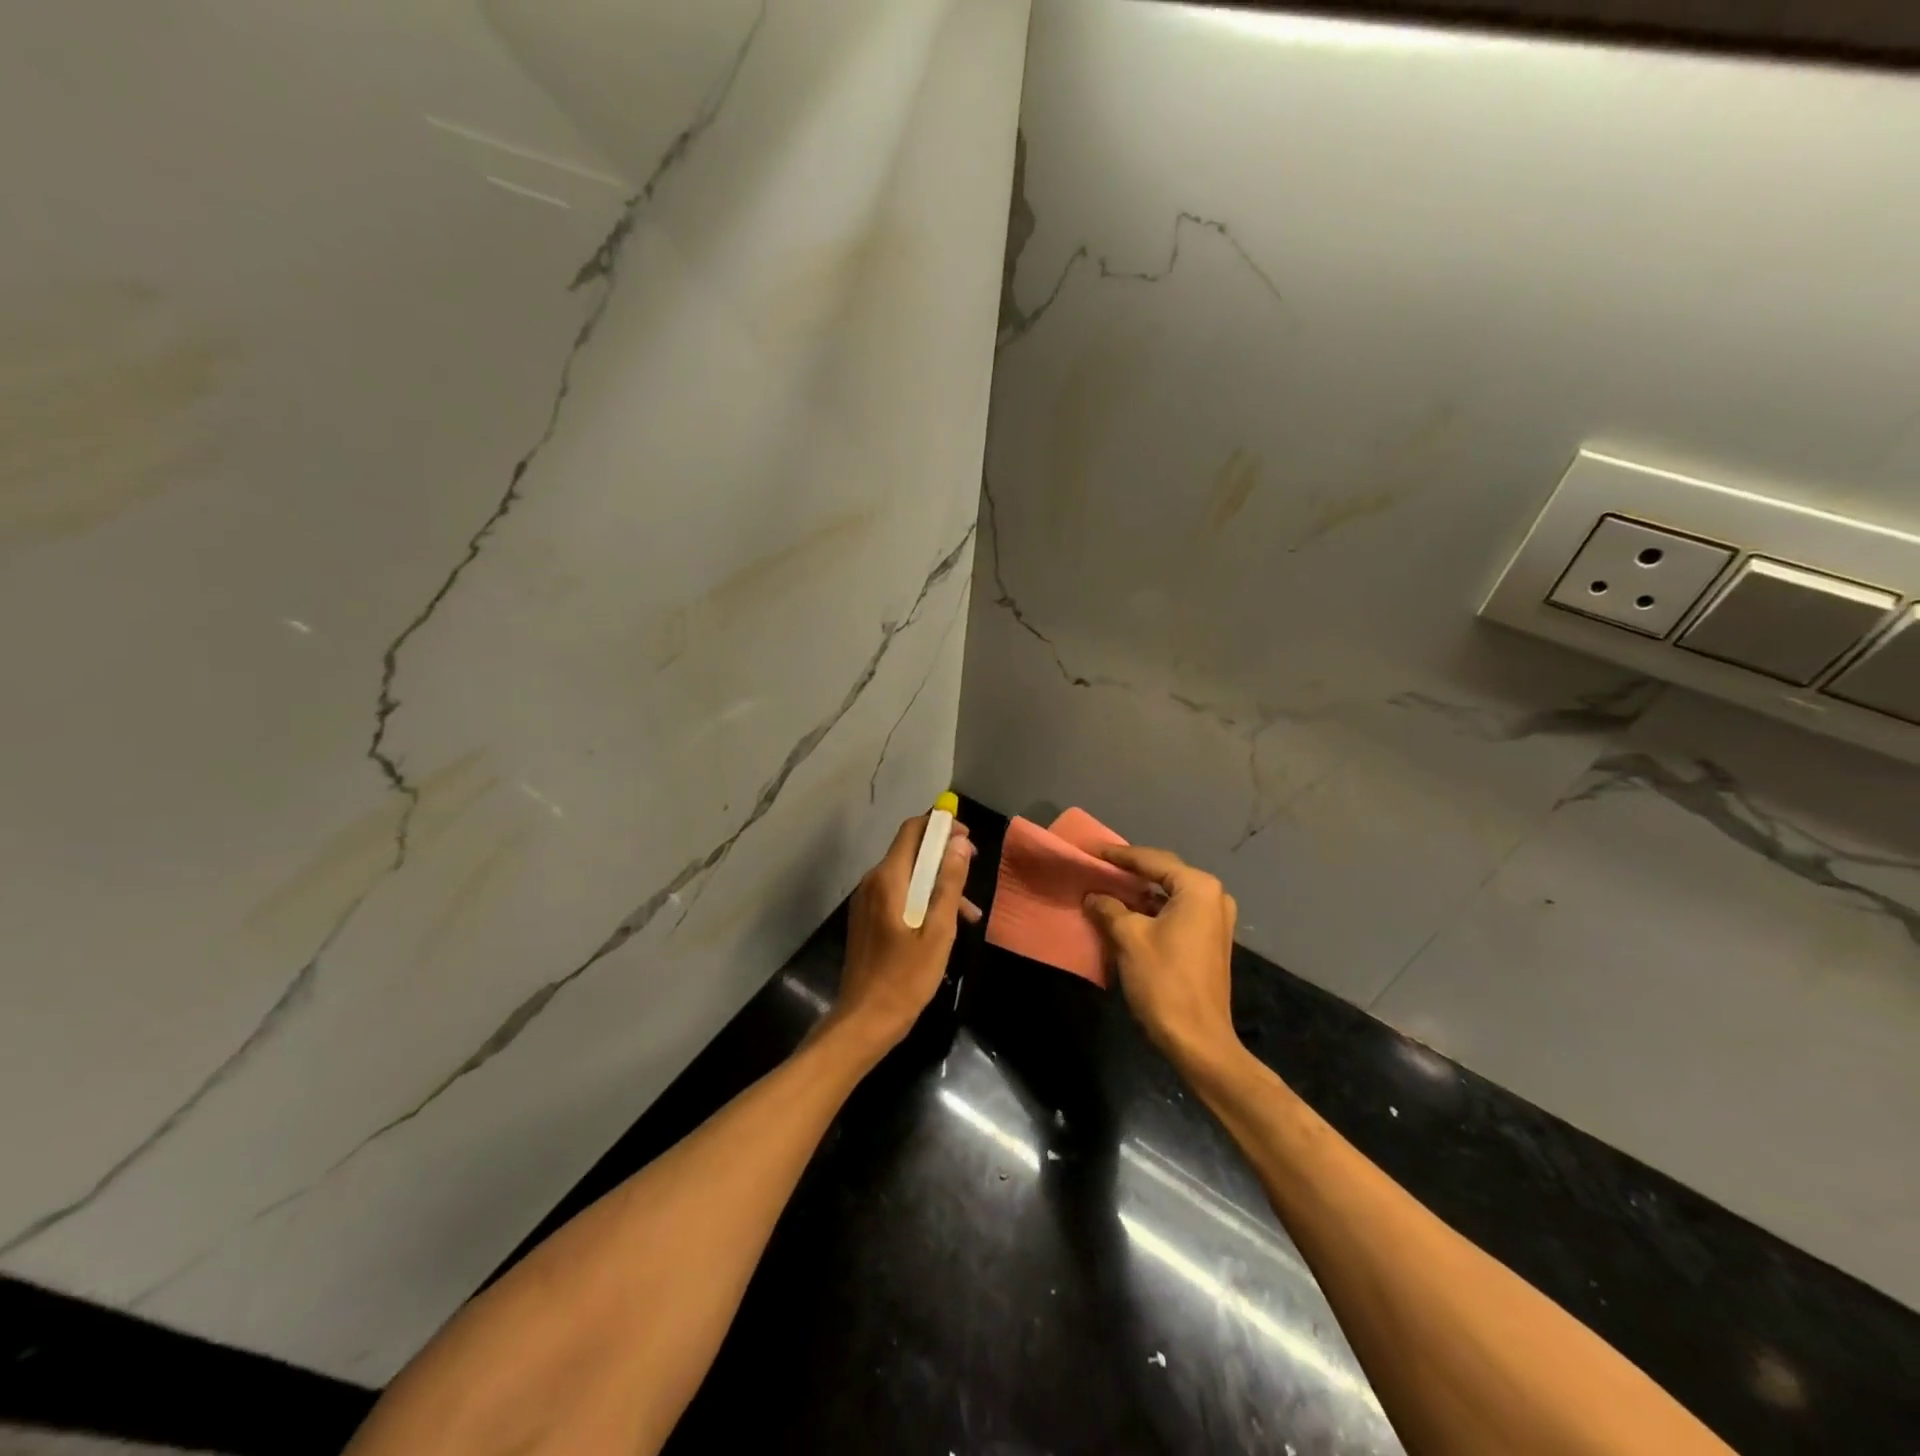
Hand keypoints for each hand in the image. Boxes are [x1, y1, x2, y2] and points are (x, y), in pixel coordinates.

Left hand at [827, 813, 978, 1058]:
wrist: (864, 1020)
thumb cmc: (906, 978)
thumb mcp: (938, 931)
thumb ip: (949, 884)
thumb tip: (959, 842)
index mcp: (888, 879)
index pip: (912, 830)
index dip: (940, 826)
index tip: (967, 838)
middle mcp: (872, 882)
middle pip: (910, 852)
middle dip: (943, 857)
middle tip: (972, 871)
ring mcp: (867, 901)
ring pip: (907, 876)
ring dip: (937, 884)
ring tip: (969, 912)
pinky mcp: (868, 918)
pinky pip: (899, 895)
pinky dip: (923, 900)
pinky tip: (945, 926)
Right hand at [1084, 846, 1239, 1070]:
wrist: (1198, 1040)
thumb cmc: (1164, 981)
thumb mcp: (1129, 938)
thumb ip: (1108, 908)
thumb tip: (1094, 895)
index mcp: (1198, 888)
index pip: (1152, 860)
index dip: (1118, 855)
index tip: (1090, 850)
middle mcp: (1213, 896)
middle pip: (1164, 873)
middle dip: (1130, 871)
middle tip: (1097, 866)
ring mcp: (1215, 919)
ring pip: (1169, 895)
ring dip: (1139, 892)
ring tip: (1106, 886)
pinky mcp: (1210, 940)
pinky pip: (1177, 912)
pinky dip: (1151, 910)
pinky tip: (1126, 912)